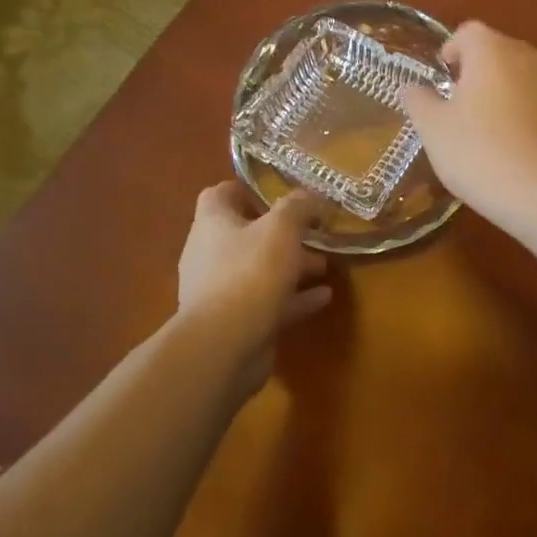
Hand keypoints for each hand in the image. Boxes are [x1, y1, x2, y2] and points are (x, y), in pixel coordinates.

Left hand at [178, 183, 331, 361]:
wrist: (224, 346)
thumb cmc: (250, 273)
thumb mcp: (282, 228)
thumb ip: (298, 206)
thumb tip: (311, 197)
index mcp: (212, 224)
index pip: (219, 195)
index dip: (246, 190)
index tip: (278, 193)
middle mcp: (210, 254)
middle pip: (246, 235)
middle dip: (282, 234)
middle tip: (314, 233)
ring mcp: (220, 291)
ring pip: (260, 270)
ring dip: (292, 267)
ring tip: (326, 265)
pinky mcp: (235, 322)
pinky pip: (268, 302)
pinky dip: (294, 298)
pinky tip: (324, 297)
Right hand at [401, 21, 536, 218]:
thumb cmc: (482, 153)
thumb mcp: (435, 131)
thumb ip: (420, 102)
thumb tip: (411, 88)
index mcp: (492, 51)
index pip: (468, 32)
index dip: (452, 50)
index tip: (443, 78)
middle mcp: (530, 57)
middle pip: (500, 52)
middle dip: (480, 73)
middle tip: (462, 108)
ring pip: (526, 77)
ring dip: (508, 93)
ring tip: (492, 131)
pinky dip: (532, 115)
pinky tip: (521, 149)